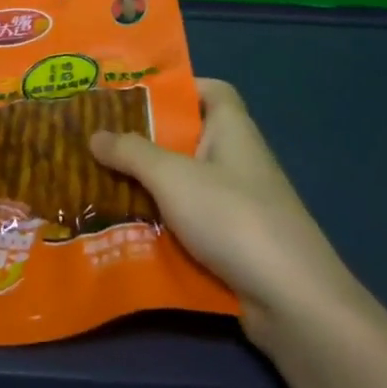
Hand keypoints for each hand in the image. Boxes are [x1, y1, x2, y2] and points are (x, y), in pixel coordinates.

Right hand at [89, 78, 356, 338]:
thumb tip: (94, 135)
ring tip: (97, 184)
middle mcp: (236, 160)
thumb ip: (132, 153)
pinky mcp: (231, 243)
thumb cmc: (233, 217)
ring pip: (183, 185)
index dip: (177, 87)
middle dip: (144, 141)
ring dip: (146, 186)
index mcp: (232, 129)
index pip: (211, 90)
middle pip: (187, 138)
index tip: (133, 96)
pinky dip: (159, 224)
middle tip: (98, 142)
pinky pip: (187, 222)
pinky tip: (122, 229)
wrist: (292, 299)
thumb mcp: (173, 177)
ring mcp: (236, 204)